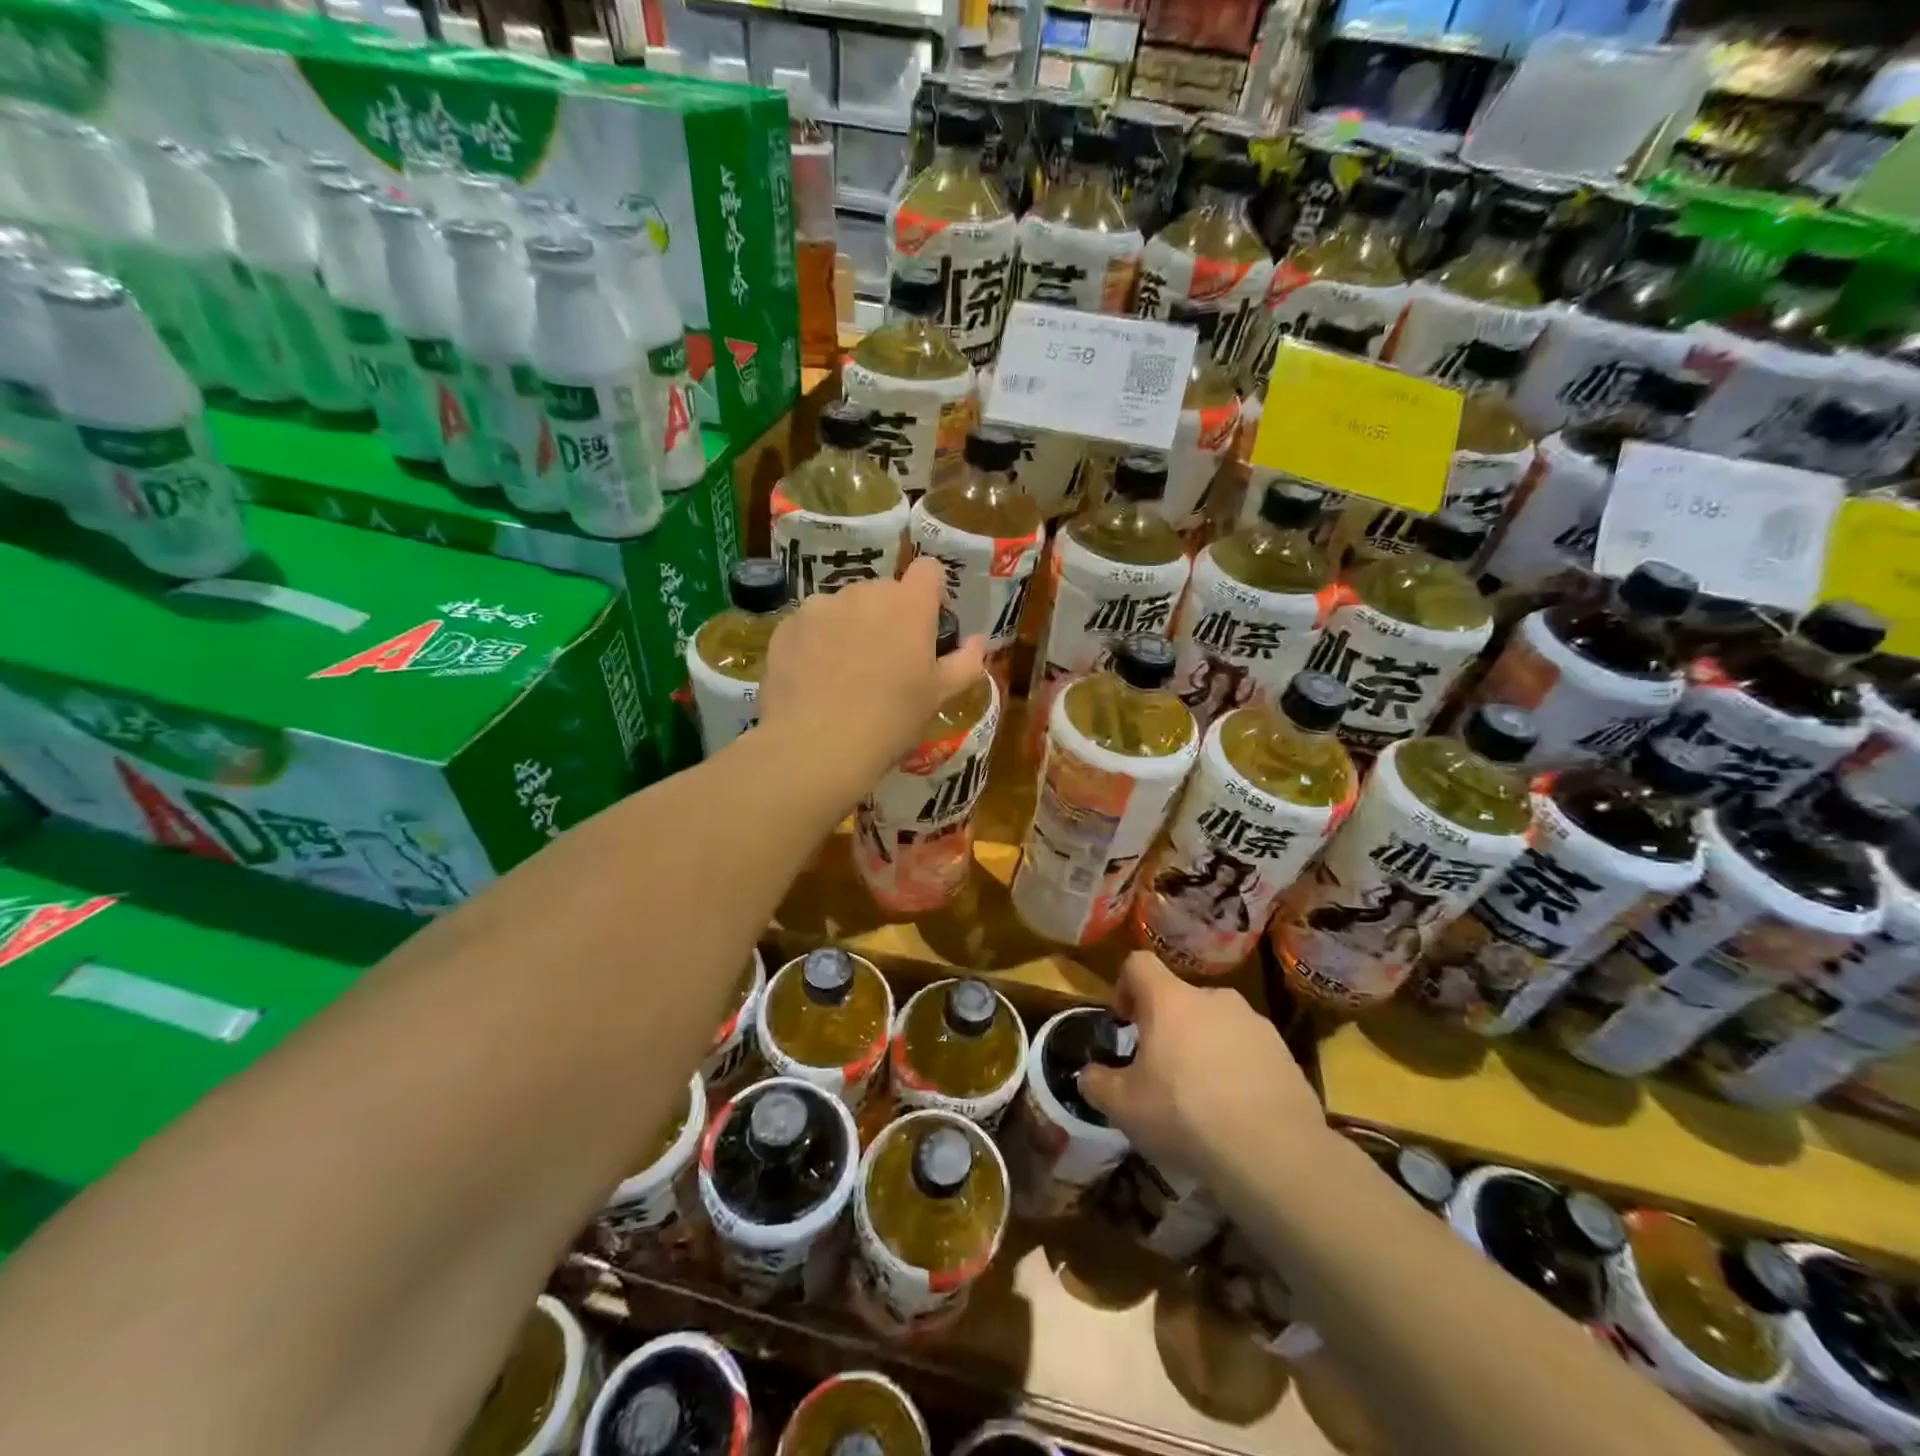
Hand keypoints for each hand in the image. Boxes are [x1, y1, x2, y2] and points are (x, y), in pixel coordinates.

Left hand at [757, 557, 987, 794]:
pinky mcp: (787, 626)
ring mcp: (821, 605)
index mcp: (909, 604)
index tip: (928, 625)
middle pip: (884, 590)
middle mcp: (865, 592)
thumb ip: (965, 663)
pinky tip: (815, 678)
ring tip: (845, 672)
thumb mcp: (938, 697)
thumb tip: (977, 641)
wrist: (816, 745)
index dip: (931, 593)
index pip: (928, 570)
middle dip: (888, 616)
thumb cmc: (890, 720)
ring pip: (844, 606)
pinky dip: (817, 642)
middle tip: (887, 661)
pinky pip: (810, 624)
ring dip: (850, 626)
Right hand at [1080, 952, 1329, 1184]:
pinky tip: (1236, 1109)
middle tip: (1161, 1069)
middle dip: (1167, 1026)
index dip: (1124, 985)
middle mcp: (1213, 998)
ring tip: (1202, 1094)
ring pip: (1216, 1023)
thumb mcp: (1123, 1107)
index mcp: (1170, 1000)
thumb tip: (1089, 1074)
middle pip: (1180, 997)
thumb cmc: (1185, 1115)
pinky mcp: (1284, 1051)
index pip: (1138, 963)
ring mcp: (1254, 1022)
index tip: (1125, 1022)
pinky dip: (1236, 1067)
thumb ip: (1097, 1083)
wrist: (1274, 1152)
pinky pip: (1248, 1048)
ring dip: (1203, 1046)